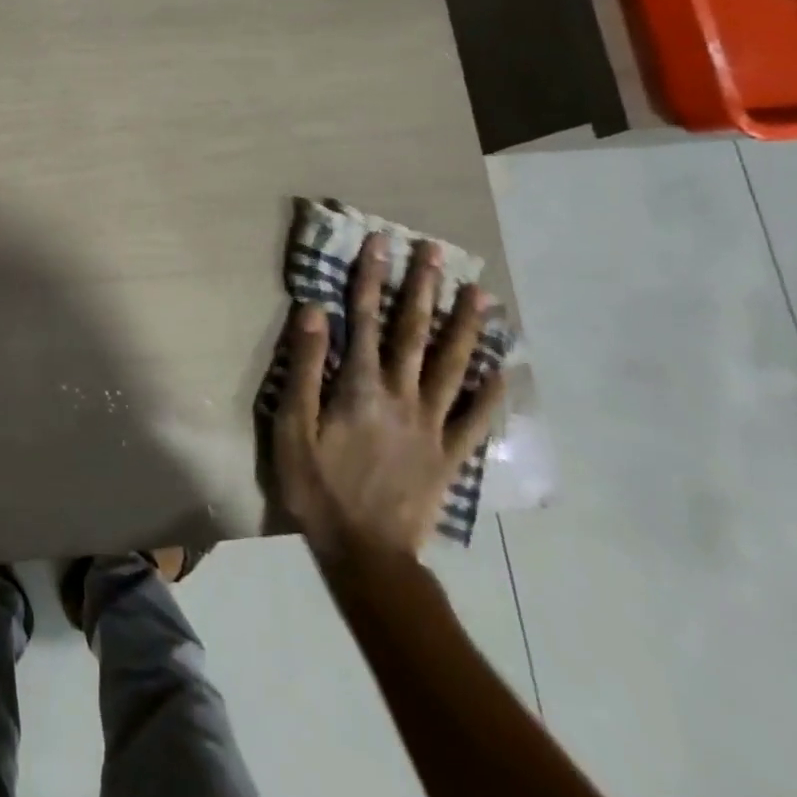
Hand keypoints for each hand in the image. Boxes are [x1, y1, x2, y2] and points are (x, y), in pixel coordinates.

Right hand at [272, 234, 505, 560]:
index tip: (379, 243)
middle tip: (437, 252)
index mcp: (361, 387)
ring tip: (482, 296)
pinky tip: (502, 373)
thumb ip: (305, 367)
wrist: (366, 553)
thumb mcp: (293, 426)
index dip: (370, 278)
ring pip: (454, 367)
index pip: (364, 319)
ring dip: (466, 328)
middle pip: (415, 333)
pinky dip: (491, 395)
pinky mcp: (450, 456)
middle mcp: (402, 396)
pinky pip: (476, 421)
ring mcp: (432, 426)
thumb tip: (314, 312)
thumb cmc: (318, 486)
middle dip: (424, 289)